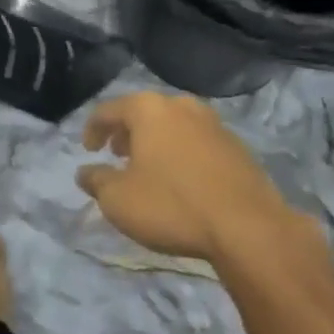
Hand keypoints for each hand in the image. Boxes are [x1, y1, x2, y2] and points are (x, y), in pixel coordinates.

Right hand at [78, 92, 304, 262]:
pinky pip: (196, 142)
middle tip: (117, 155)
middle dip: (126, 133)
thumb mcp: (119, 200)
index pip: (109, 109)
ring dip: (155, 142)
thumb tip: (85, 172)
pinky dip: (181, 153)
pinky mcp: (236, 146)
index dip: (93, 128)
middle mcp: (181, 106)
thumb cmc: (172, 205)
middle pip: (144, 112)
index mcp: (149, 109)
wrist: (248, 227)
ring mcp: (213, 123)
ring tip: (148, 169)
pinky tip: (181, 180)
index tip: (88, 150)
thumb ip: (96, 181)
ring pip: (173, 125)